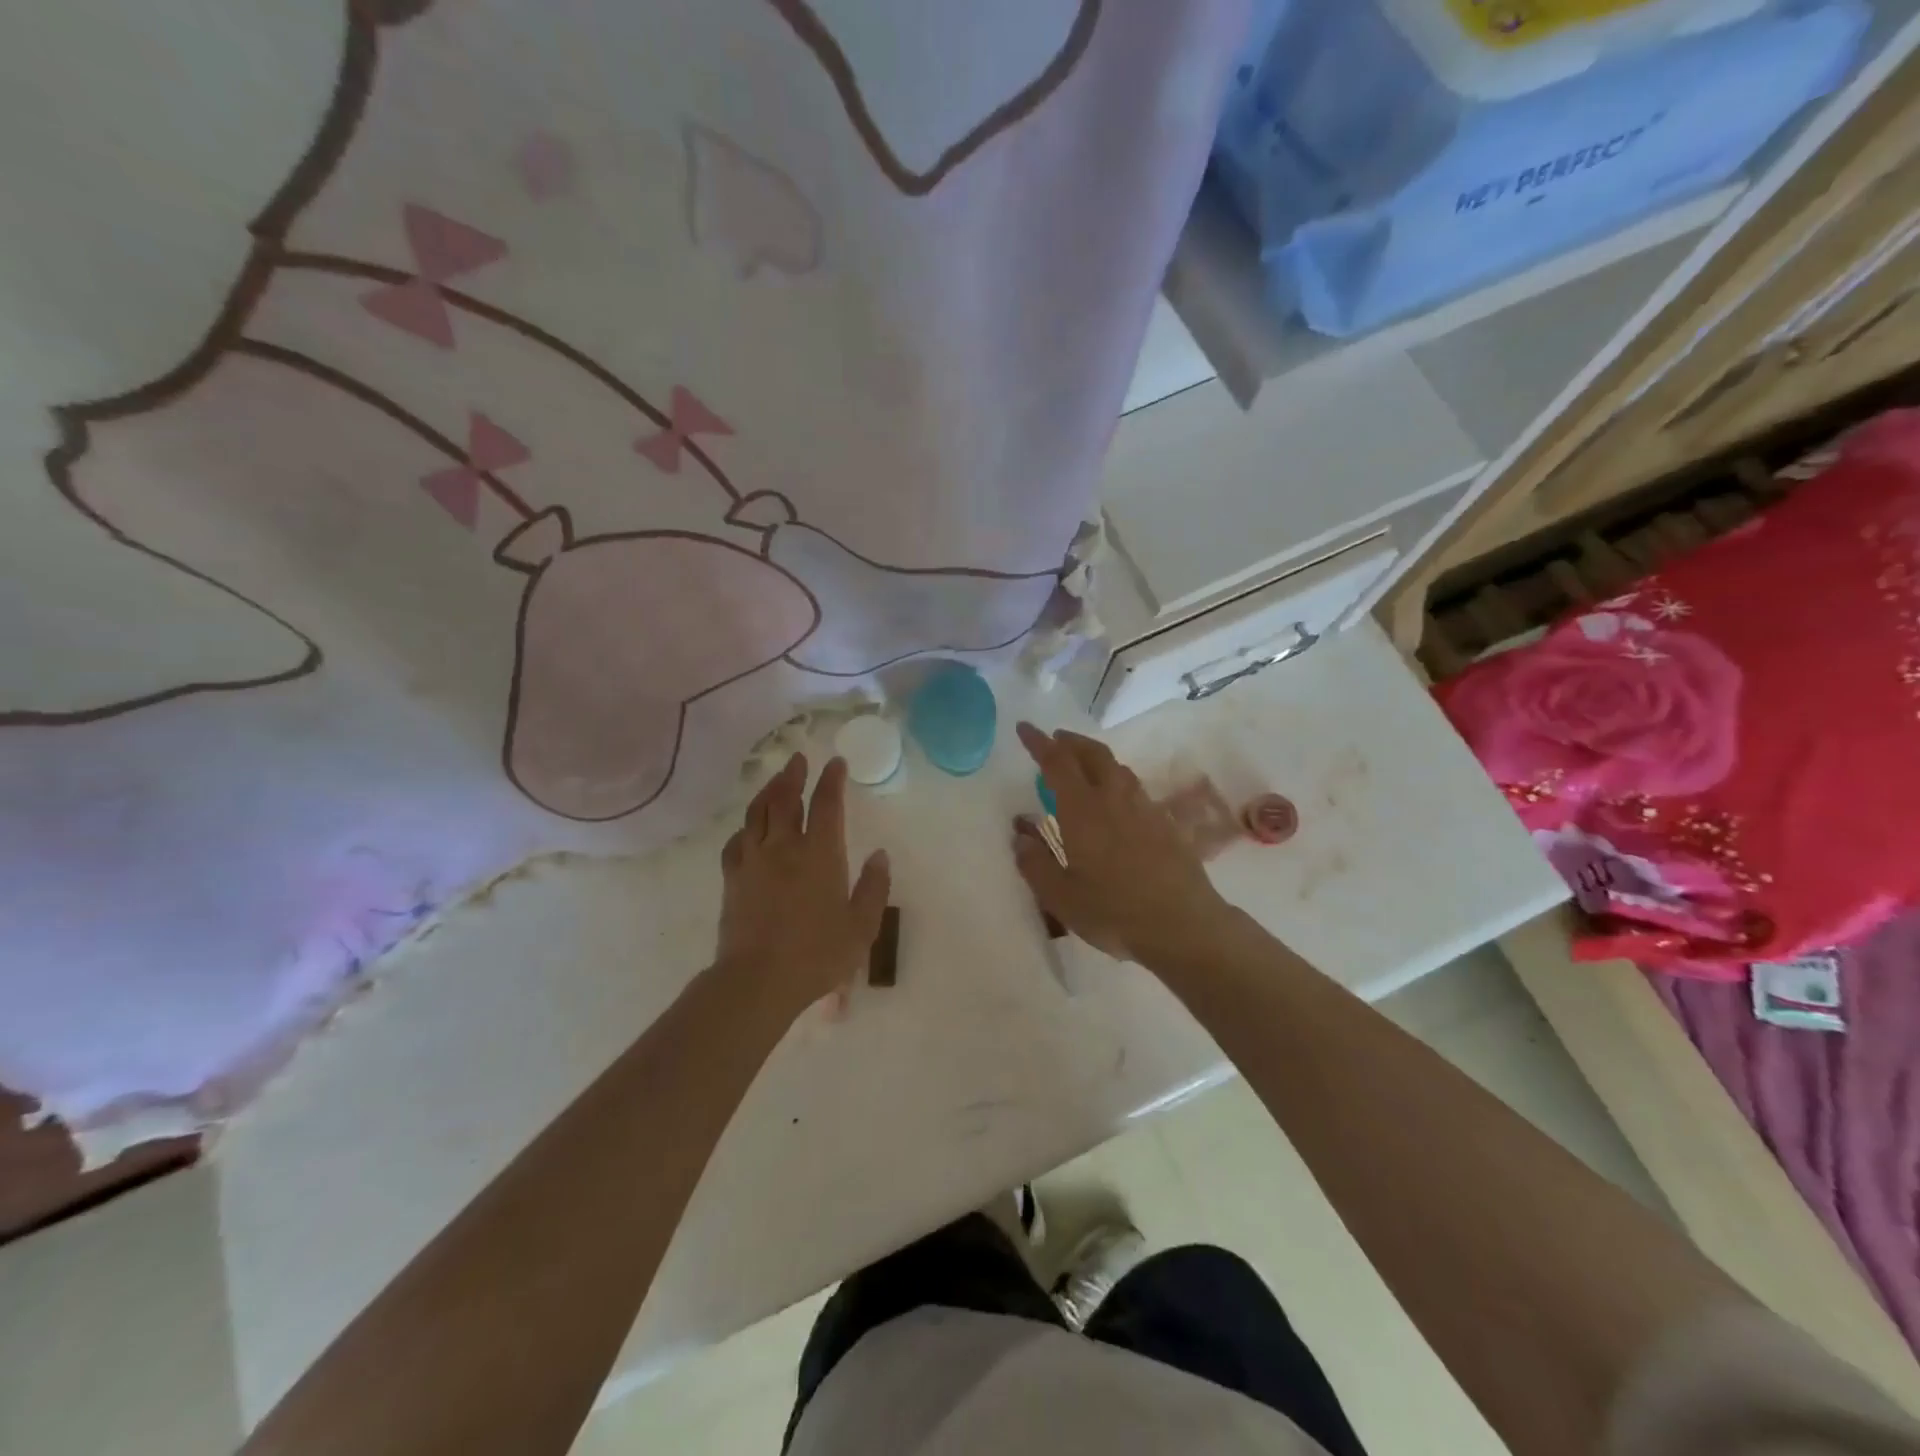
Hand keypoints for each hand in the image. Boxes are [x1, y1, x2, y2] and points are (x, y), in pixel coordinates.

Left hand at [715, 752, 890, 1019]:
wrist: (758, 980)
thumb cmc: (817, 954)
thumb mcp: (861, 926)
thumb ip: (874, 887)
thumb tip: (881, 854)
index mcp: (820, 854)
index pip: (826, 804)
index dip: (832, 780)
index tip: (836, 762)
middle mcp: (784, 847)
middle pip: (785, 799)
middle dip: (794, 775)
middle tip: (799, 759)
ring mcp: (754, 861)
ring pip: (757, 813)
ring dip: (768, 791)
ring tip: (775, 780)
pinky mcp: (732, 878)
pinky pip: (736, 841)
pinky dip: (745, 827)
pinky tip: (748, 828)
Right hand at [1013, 722, 1231, 968]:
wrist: (1183, 924)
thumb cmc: (1114, 911)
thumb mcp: (1061, 897)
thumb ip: (1035, 864)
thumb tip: (1020, 836)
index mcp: (1083, 810)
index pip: (1057, 762)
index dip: (1038, 742)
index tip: (1025, 727)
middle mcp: (1114, 798)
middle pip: (1092, 754)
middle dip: (1070, 741)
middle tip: (1055, 740)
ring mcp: (1144, 808)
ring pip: (1118, 768)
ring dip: (1096, 758)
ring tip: (1083, 766)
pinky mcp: (1165, 823)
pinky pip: (1135, 788)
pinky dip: (1117, 781)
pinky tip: (1116, 801)